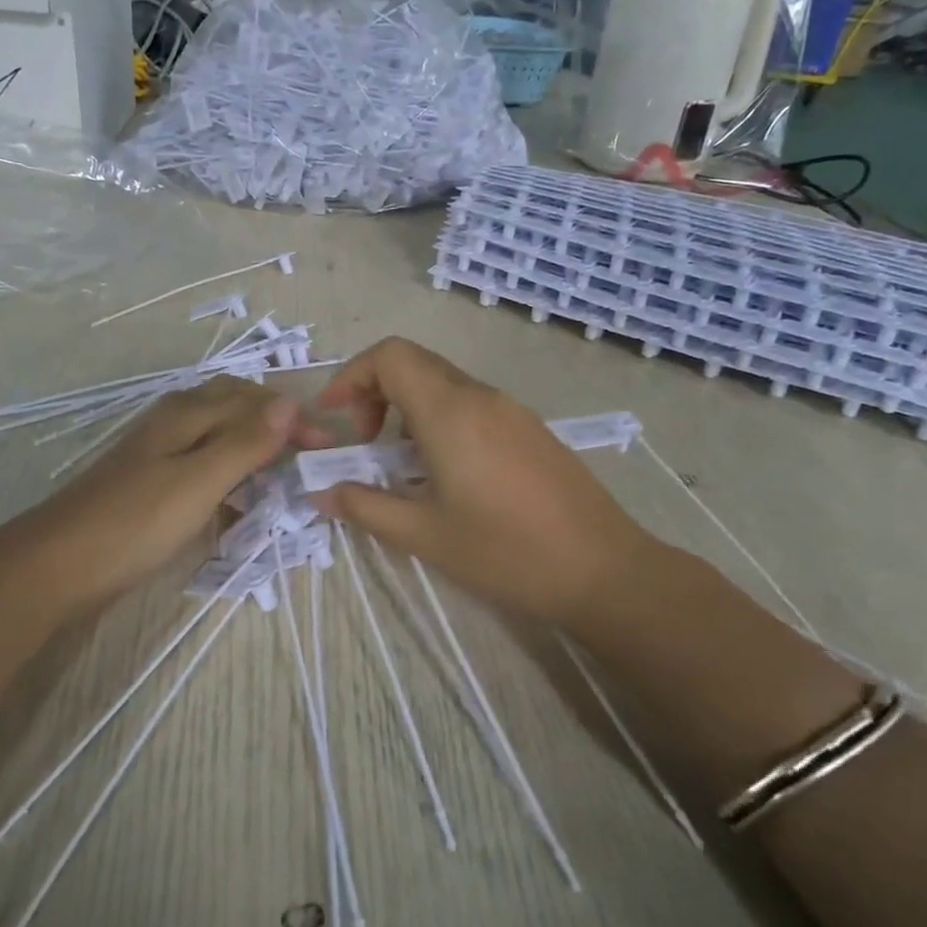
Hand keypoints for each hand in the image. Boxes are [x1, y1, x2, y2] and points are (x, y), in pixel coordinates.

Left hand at [29, 376, 322, 609]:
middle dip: (272, 421)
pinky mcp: (149, 480)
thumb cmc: (134, 521)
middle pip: (233, 405)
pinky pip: (200, 461)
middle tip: (303, 451)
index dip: (291, 418)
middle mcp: (172, 420)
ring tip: (277, 471)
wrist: (58, 565)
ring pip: (216, 433)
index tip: (324, 447)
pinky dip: (227, 471)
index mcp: (186, 413)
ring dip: (250, 444)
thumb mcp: (199, 481)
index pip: (253, 399)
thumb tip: (289, 403)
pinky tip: (234, 497)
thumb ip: (244, 442)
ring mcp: (157, 450)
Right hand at [309, 337, 668, 623]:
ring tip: (402, 464)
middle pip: (415, 365)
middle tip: (364, 444)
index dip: (352, 376)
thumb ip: (366, 506)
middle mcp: (481, 397)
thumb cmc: (506, 552)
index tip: (334, 417)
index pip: (391, 356)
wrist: (604, 571)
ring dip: (409, 410)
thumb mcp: (425, 534)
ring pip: (444, 385)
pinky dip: (441, 421)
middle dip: (375, 393)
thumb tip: (321, 492)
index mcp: (451, 411)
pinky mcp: (531, 430)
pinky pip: (473, 406)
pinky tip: (446, 473)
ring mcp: (512, 411)